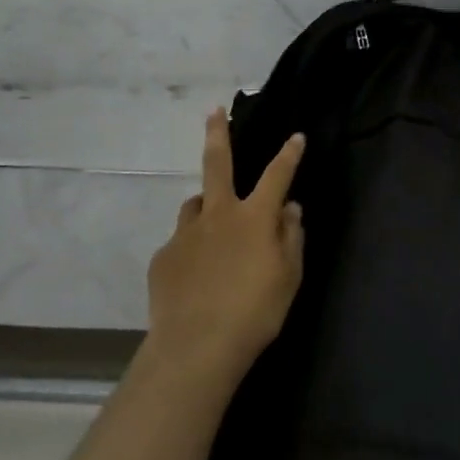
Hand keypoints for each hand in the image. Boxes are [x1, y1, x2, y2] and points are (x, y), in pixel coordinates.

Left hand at [144, 108, 306, 383]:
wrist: (196, 348)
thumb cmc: (255, 312)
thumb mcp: (288, 276)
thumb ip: (291, 237)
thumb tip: (291, 209)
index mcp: (254, 217)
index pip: (277, 175)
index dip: (289, 154)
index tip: (296, 136)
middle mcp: (218, 214)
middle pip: (217, 163)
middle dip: (218, 133)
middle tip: (214, 112)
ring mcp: (186, 234)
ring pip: (195, 205)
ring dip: (206, 205)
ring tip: (213, 225)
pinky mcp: (163, 257)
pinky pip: (181, 243)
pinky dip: (192, 248)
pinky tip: (196, 274)